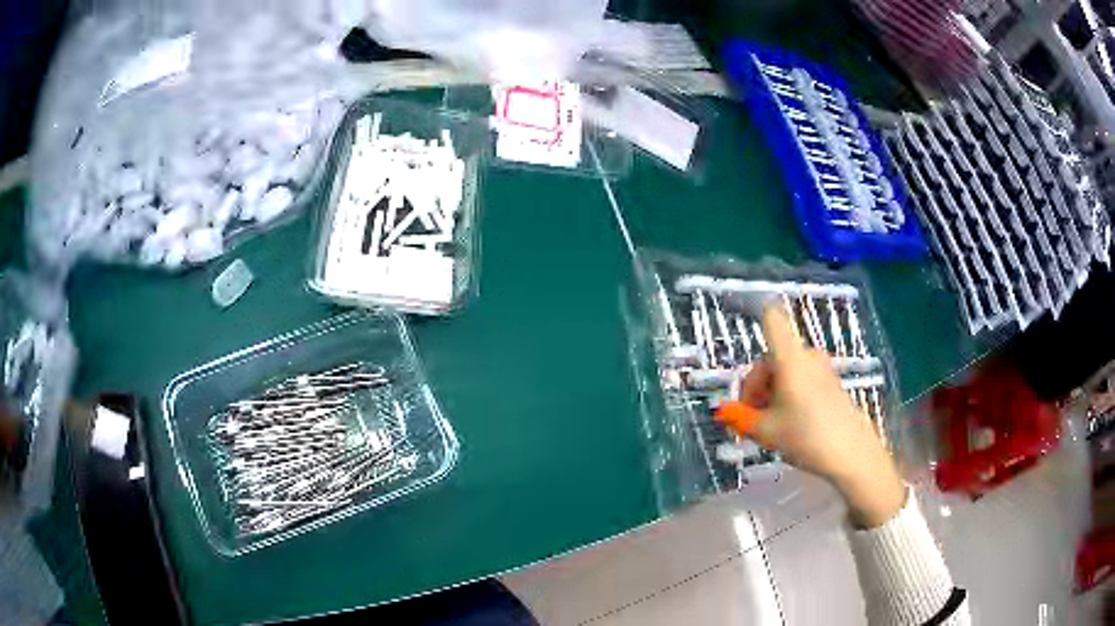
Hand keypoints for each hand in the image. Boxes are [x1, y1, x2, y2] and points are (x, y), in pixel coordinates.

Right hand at [721, 305, 905, 527]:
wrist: (853, 455)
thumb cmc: (806, 437)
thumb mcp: (767, 432)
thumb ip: (741, 418)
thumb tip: (723, 411)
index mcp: (789, 359)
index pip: (771, 319)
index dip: (755, 312)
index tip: (739, 319)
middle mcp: (807, 357)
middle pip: (772, 356)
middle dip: (757, 383)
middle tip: (750, 415)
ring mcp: (822, 370)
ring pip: (787, 370)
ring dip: (772, 392)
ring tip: (769, 424)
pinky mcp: (832, 384)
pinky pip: (802, 380)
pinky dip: (789, 395)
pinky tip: (789, 424)